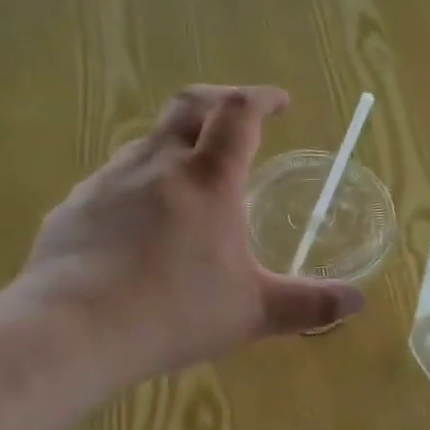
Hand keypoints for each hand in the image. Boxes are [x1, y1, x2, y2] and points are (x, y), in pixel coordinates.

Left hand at [9, 85, 362, 379]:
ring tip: (191, 176)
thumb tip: (356, 302)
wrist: (73, 331)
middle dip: (220, 101)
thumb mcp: (253, 313)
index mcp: (208, 179)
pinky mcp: (75, 207)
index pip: (240, 113)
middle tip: (239, 117)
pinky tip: (139, 223)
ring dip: (177, 143)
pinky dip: (139, 182)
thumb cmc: (174, 313)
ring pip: (149, 141)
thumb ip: (308, 304)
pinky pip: (114, 179)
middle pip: (189, 105)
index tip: (281, 102)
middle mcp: (157, 164)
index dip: (263, 98)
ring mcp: (109, 181)